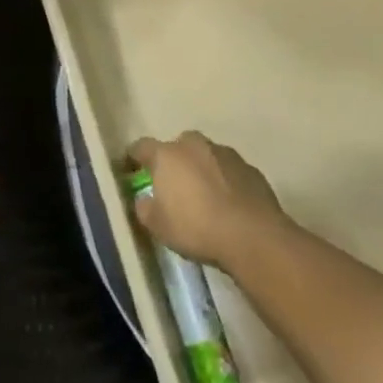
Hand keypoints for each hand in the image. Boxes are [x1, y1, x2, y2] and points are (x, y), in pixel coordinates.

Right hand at [128, 131, 284, 268]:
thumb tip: (145, 199)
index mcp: (167, 155)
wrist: (252, 236)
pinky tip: (228, 204)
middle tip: (172, 186)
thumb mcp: (158, 226)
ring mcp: (225, 154)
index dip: (133, 158)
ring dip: (201, 170)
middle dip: (173, 162)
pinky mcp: (250, 168)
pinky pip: (229, 171)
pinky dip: (224, 181)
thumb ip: (144, 208)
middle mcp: (195, 145)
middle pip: (177, 147)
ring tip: (204, 198)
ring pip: (205, 156)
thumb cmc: (196, 228)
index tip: (130, 169)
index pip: (141, 147)